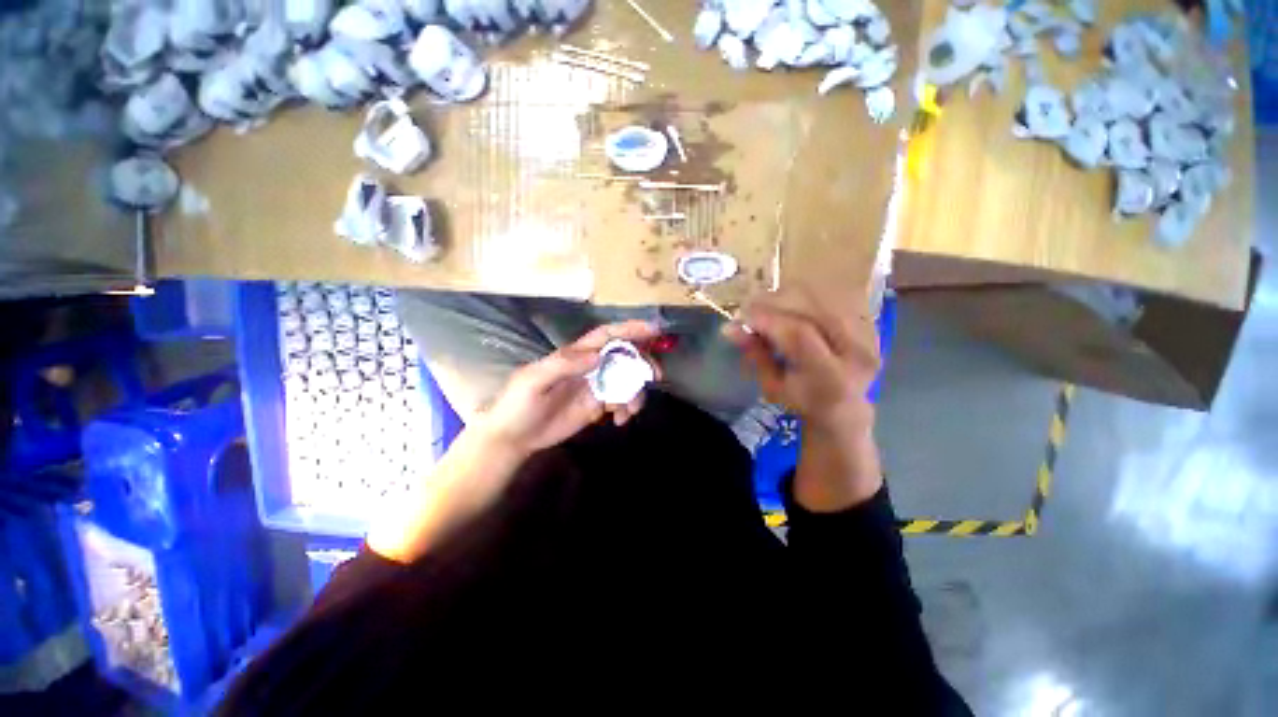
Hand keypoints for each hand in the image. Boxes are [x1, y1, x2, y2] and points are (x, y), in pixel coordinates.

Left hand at [476, 320, 661, 458]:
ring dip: (636, 393)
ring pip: (626, 381)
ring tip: (628, 411)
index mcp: (575, 355)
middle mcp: (589, 367)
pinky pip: (621, 401)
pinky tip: (620, 421)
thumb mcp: (533, 380)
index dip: (629, 329)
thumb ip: (563, 365)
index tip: (653, 330)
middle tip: (655, 376)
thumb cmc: (518, 404)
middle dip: (642, 362)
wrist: (513, 438)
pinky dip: (627, 408)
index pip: (606, 336)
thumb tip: (598, 356)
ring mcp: (595, 386)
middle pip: (624, 356)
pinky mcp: (597, 406)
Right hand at [723, 285, 879, 432]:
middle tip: (749, 307)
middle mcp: (856, 354)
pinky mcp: (867, 327)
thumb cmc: (801, 403)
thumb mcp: (773, 386)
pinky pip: (831, 303)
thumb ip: (756, 355)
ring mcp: (867, 338)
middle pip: (813, 312)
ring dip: (789, 299)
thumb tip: (730, 329)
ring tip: (765, 305)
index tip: (741, 316)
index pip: (800, 334)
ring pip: (823, 301)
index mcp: (831, 378)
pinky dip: (804, 302)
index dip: (768, 320)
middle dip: (776, 304)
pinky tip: (785, 306)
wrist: (842, 409)